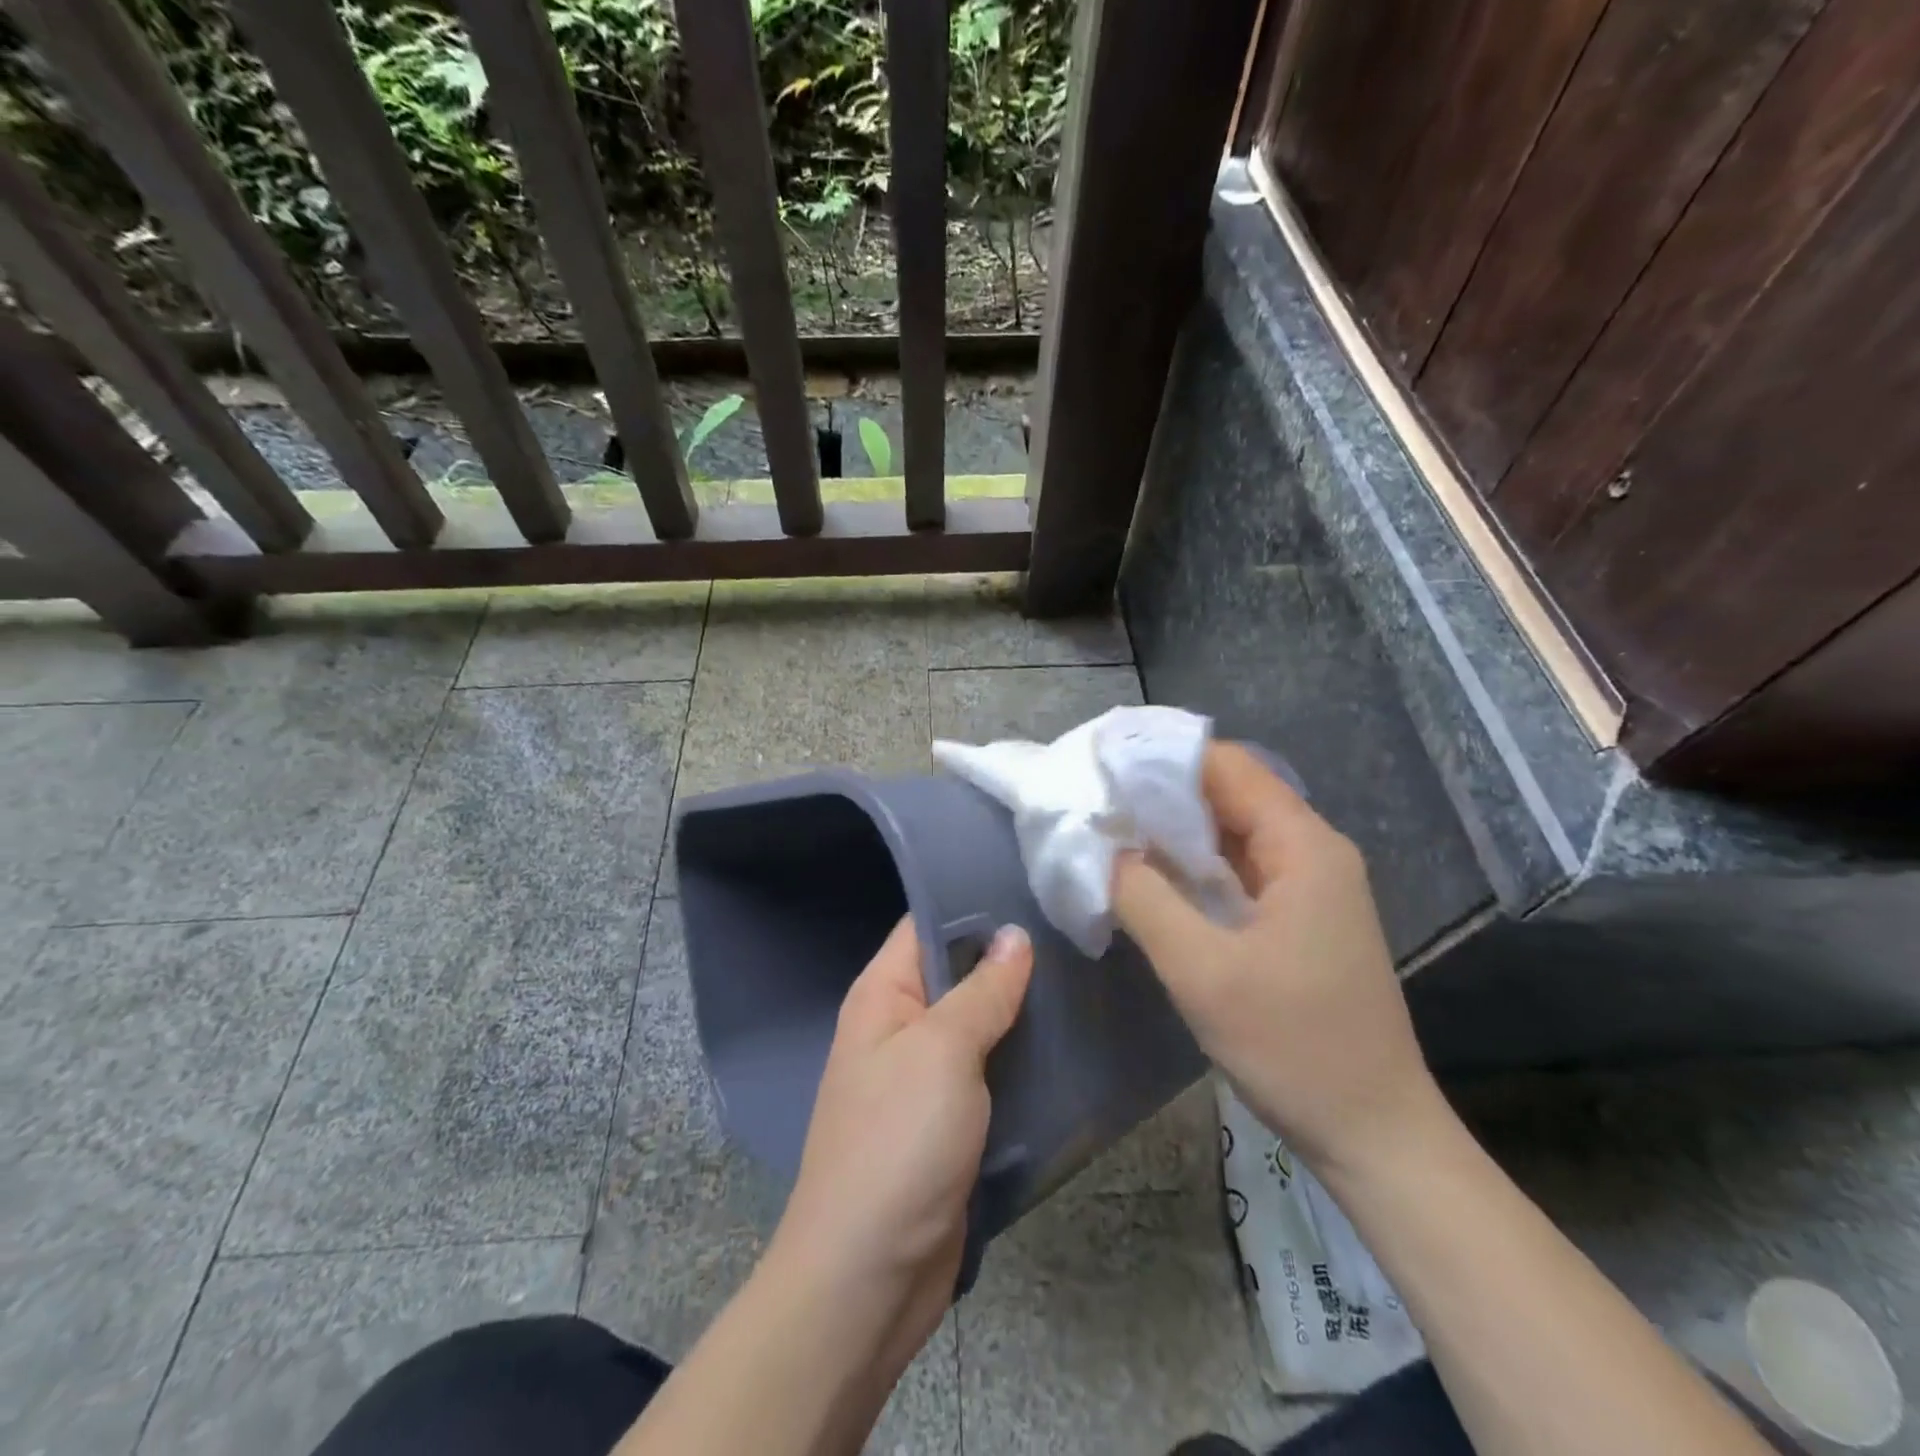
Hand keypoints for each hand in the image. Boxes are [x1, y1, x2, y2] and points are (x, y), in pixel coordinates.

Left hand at [771, 916, 1033, 1373]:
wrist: (869, 1278)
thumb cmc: (898, 1143)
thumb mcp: (942, 1051)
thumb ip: (982, 990)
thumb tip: (1014, 934)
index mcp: (883, 994)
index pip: (927, 924)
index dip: (976, 903)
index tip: (1036, 885)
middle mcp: (901, 1027)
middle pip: (960, 974)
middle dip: (1012, 959)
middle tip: (1075, 932)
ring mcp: (926, 1078)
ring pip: (982, 1025)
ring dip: (1023, 1012)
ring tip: (1085, 977)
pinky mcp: (950, 1123)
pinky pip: (991, 1074)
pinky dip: (1023, 1061)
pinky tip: (1070, 1044)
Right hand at [1111, 742, 1441, 1178]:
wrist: (1373, 1134)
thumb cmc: (1293, 1046)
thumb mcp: (1201, 971)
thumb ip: (1145, 897)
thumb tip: (1104, 847)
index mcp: (1303, 846)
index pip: (1227, 767)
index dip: (1163, 758)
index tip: (1103, 764)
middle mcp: (1311, 852)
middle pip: (1229, 795)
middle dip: (1161, 794)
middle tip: (1094, 799)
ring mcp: (1307, 887)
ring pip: (1230, 834)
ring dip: (1173, 832)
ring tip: (1109, 830)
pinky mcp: (1297, 918)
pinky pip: (1237, 871)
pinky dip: (1192, 867)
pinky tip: (1149, 877)